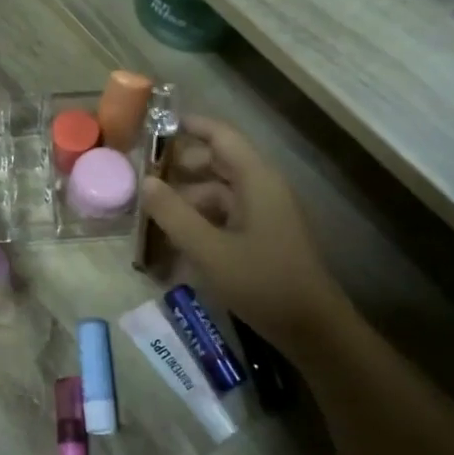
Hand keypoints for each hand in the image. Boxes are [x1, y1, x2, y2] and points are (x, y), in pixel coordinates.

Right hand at [138, 115, 348, 358]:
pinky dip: (200, 223)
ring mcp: (264, 214)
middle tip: (141, 177)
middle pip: (218, 163)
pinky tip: (175, 243)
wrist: (312, 329)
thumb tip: (145, 182)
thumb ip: (174, 214)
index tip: (154, 125)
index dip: (190, 126)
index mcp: (256, 180)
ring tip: (151, 215)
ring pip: (218, 194)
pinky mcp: (262, 237)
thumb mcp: (210, 250)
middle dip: (180, 168)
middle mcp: (262, 189)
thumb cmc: (262, 282)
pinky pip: (225, 217)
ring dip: (186, 200)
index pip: (222, 136)